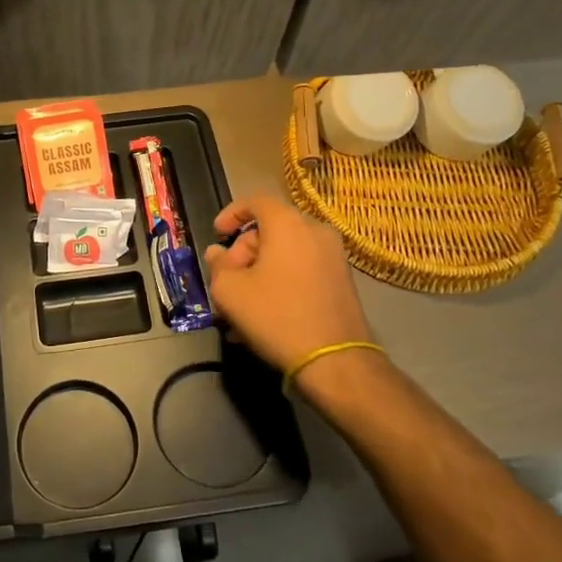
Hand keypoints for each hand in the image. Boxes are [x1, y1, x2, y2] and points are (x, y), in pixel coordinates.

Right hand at [203, 193, 371, 374]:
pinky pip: (304, 267)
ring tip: (245, 301)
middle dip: (245, 249)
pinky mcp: (343, 279)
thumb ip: (218, 265)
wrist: (335, 361)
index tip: (217, 233)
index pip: (255, 200)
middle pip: (271, 227)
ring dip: (262, 268)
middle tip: (229, 278)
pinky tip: (268, 310)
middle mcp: (315, 230)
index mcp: (288, 223)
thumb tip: (218, 253)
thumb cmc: (276, 315)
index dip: (231, 214)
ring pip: (287, 250)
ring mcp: (334, 255)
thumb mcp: (230, 291)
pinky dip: (283, 278)